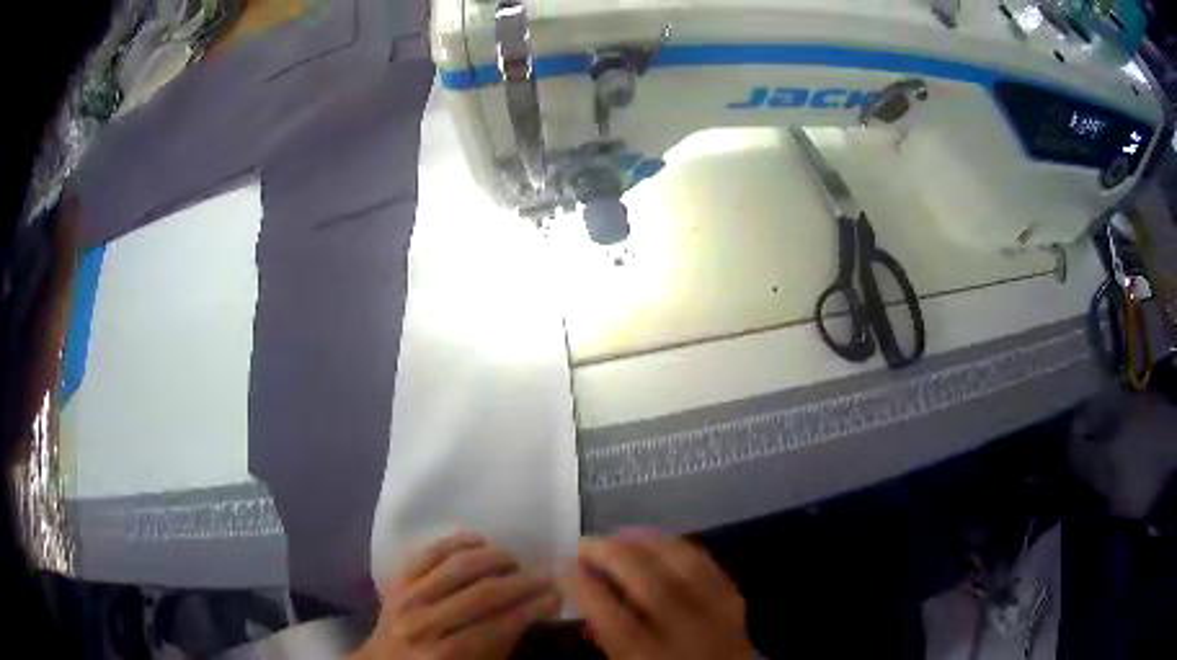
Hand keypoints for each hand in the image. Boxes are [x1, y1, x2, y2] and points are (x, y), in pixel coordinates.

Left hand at [354, 532, 560, 659]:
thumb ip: (504, 644)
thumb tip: (539, 611)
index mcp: (446, 653)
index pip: (499, 625)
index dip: (532, 609)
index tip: (557, 596)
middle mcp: (424, 622)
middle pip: (482, 593)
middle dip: (521, 583)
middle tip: (545, 578)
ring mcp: (407, 596)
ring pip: (457, 566)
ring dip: (493, 558)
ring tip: (515, 561)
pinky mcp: (397, 579)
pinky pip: (429, 551)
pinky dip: (456, 542)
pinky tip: (480, 541)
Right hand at [572, 530, 754, 659]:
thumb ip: (607, 633)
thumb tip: (587, 588)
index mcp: (648, 657)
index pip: (609, 615)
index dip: (582, 583)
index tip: (562, 564)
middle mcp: (684, 632)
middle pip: (648, 582)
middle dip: (612, 553)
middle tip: (587, 543)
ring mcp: (716, 613)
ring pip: (681, 564)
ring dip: (646, 542)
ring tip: (619, 535)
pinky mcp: (734, 599)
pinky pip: (706, 563)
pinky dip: (678, 546)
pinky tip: (658, 541)